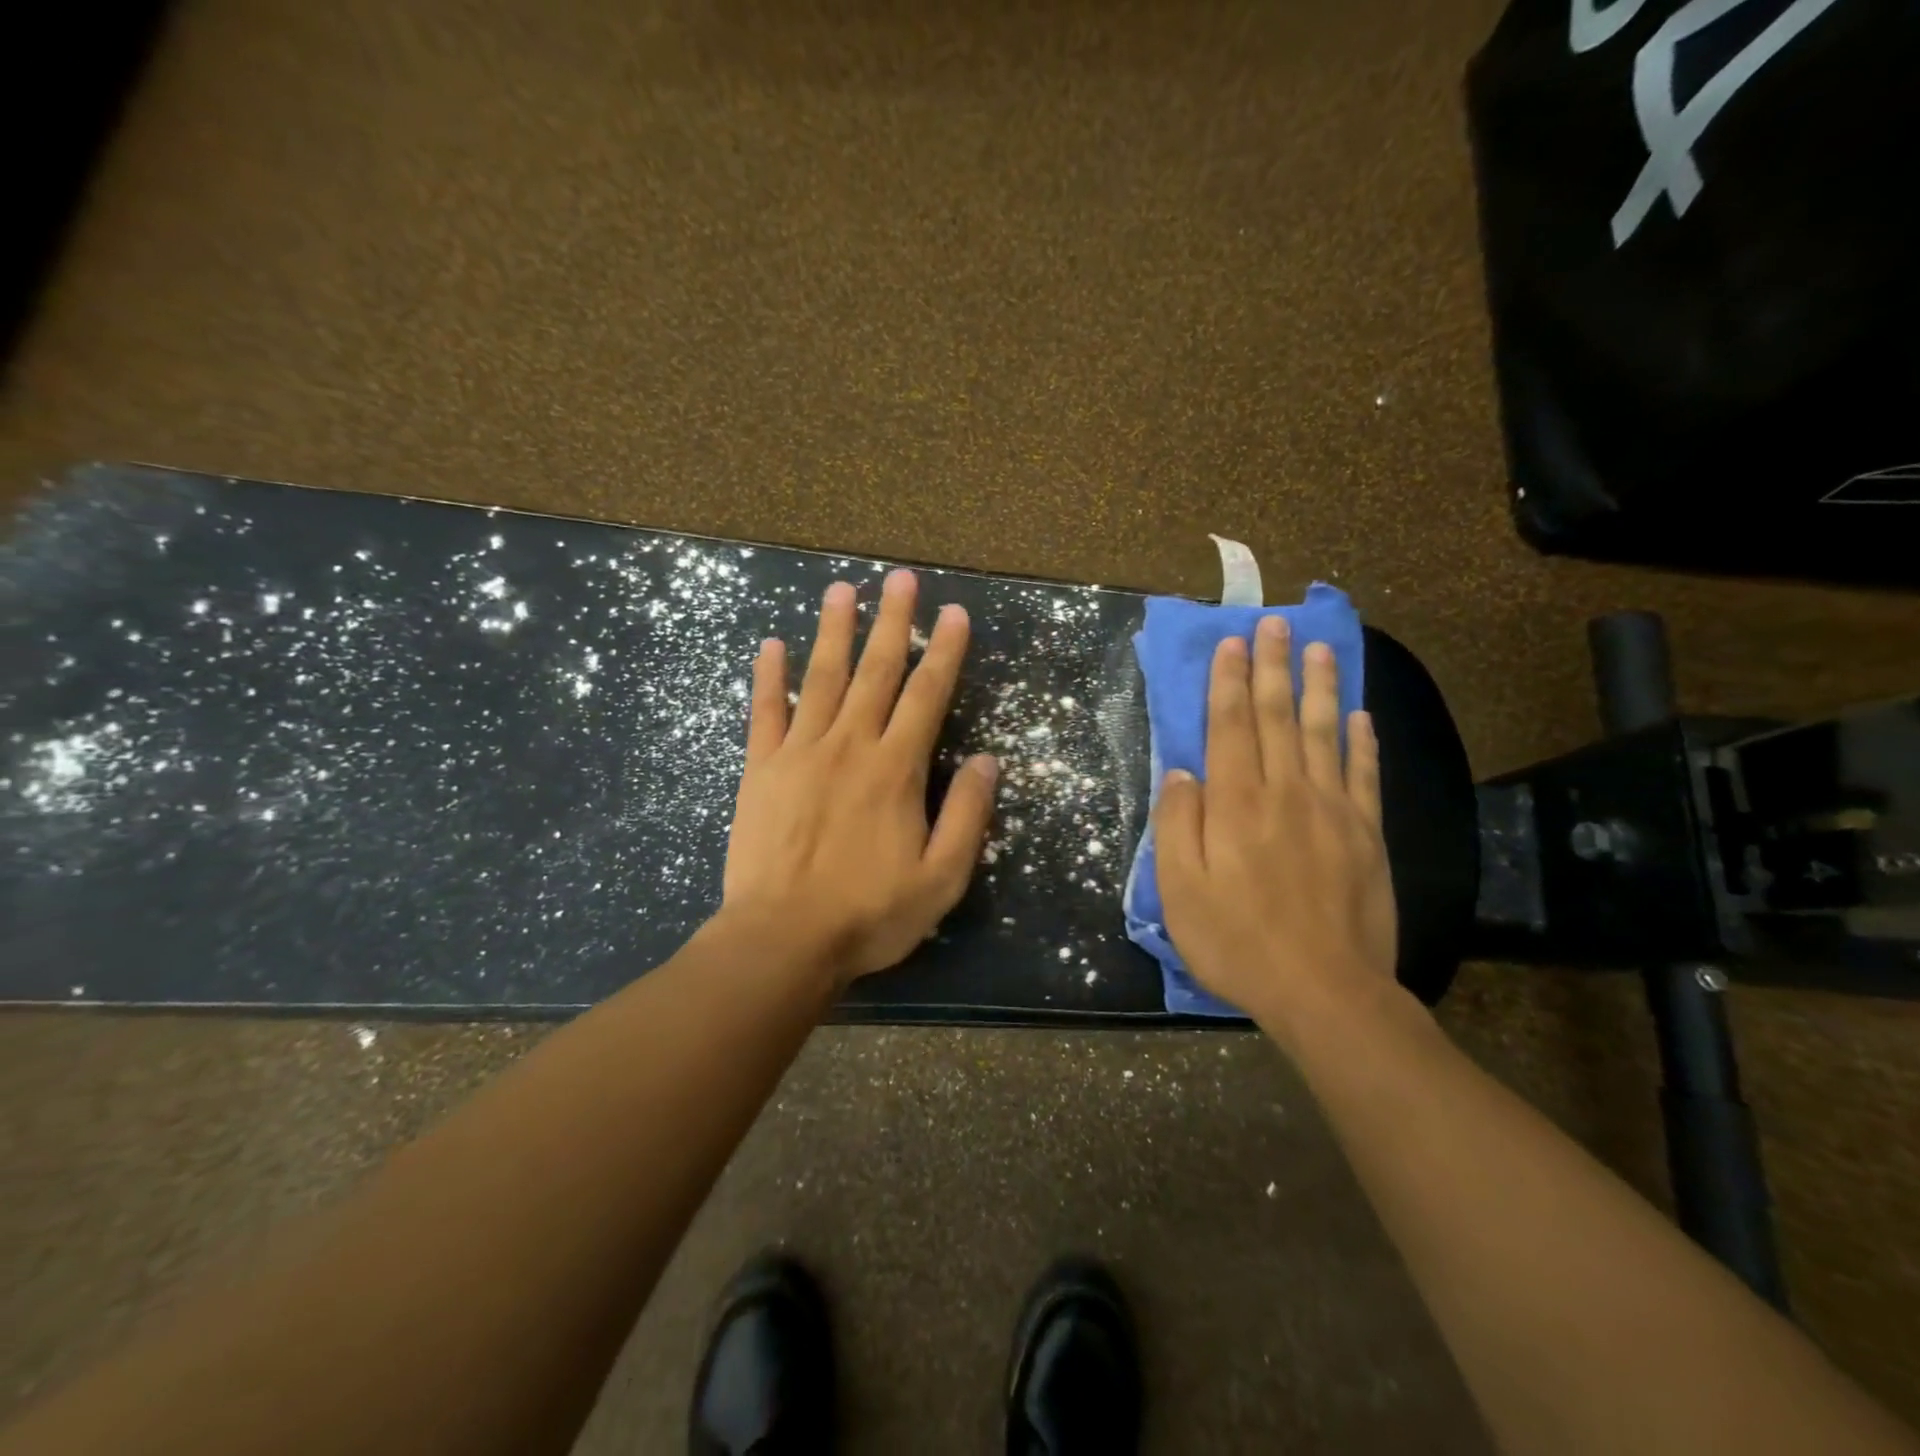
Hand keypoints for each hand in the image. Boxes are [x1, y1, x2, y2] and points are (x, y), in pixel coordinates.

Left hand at [718, 570, 998, 987]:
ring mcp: (800, 752)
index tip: (954, 613)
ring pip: (821, 678)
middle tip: (900, 578)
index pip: (928, 696)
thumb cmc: (869, 914)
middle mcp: (850, 745)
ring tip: (842, 589)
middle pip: (876, 671)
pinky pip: (764, 712)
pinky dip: (769, 677)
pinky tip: (771, 645)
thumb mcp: (941, 879)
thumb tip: (989, 761)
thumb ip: (967, 816)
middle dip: (892, 622)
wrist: (783, 940)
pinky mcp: (761, 769)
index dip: (944, 652)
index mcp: (896, 770)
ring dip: (834, 631)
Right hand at [1153, 615, 1397, 1040]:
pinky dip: (1363, 741)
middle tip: (1274, 624)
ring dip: (1319, 688)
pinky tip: (1361, 716)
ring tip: (1319, 649)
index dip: (1228, 682)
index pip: (1230, 727)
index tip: (1231, 643)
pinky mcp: (1367, 835)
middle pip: (1278, 717)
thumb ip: (1178, 826)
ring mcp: (1333, 811)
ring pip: (1325, 733)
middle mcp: (1286, 792)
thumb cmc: (1238, 942)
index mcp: (1237, 804)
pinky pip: (1364, 775)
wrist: (1325, 992)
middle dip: (1271, 667)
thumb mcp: (1180, 891)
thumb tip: (1180, 774)